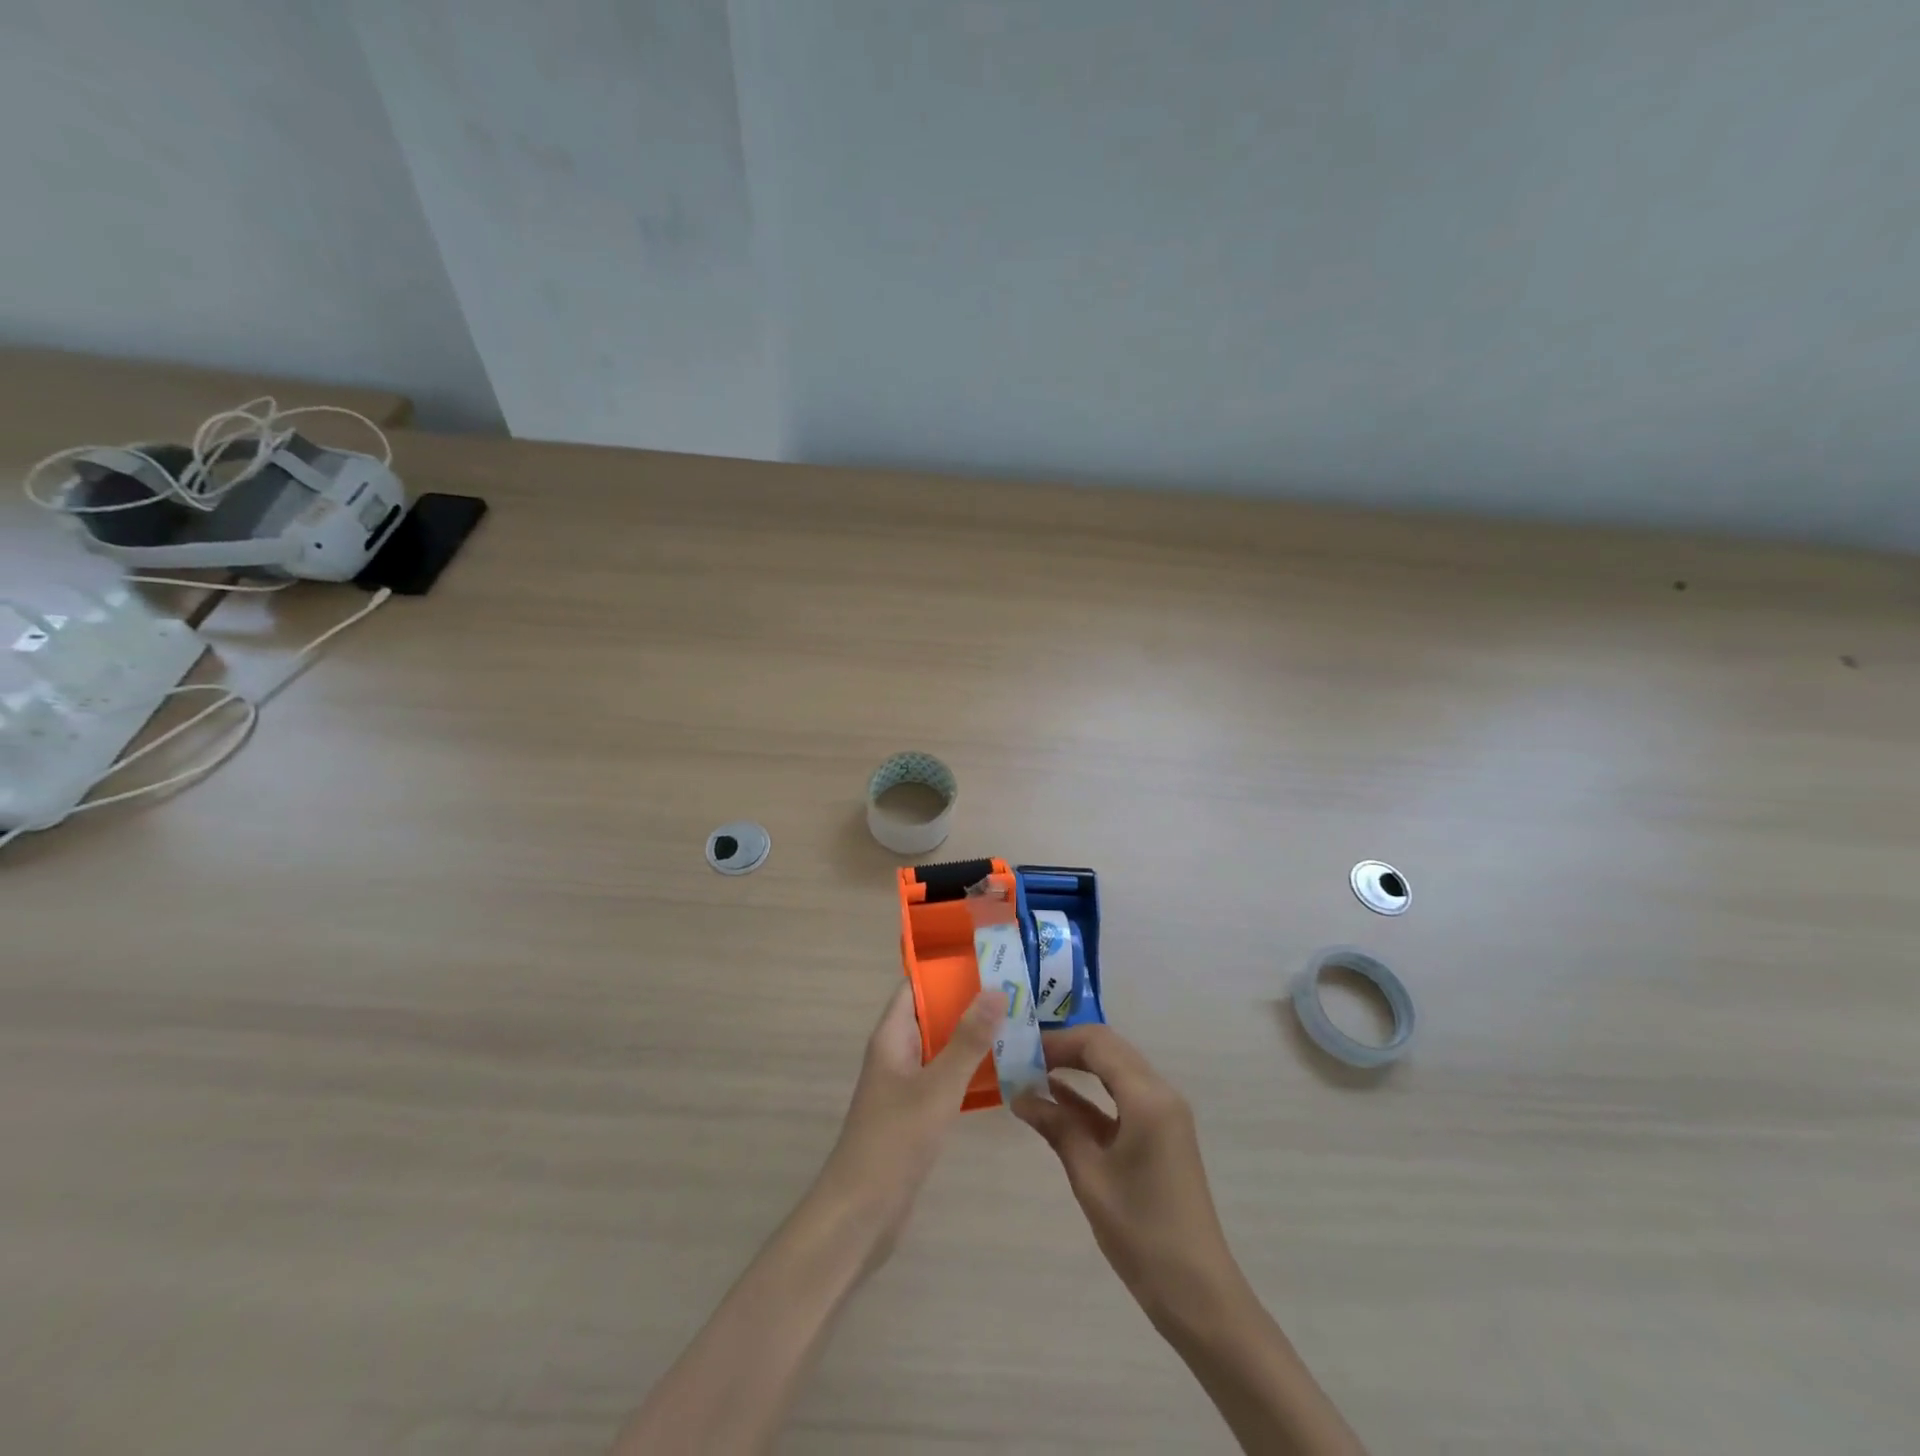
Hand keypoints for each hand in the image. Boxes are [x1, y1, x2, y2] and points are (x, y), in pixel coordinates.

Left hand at [815, 982, 1005, 1267]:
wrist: (861, 1214)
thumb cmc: (894, 1141)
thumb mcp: (937, 1087)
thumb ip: (967, 1040)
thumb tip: (996, 989)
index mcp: (892, 1037)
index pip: (916, 986)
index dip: (947, 970)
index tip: (988, 958)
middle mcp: (896, 1053)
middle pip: (932, 1014)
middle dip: (969, 1002)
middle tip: (1016, 990)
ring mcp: (905, 1084)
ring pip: (941, 1047)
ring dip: (972, 1036)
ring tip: (1019, 1023)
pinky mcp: (915, 1113)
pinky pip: (945, 1077)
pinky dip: (969, 1068)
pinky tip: (1003, 1070)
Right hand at [1013, 1024, 1244, 1327]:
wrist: (1196, 1292)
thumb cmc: (1141, 1231)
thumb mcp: (1090, 1176)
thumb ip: (1058, 1127)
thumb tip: (1020, 1096)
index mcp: (1147, 1097)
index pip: (1098, 1044)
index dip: (1058, 1041)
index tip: (1021, 1049)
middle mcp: (1160, 1094)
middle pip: (1108, 1050)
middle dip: (1066, 1050)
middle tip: (1024, 1058)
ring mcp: (1163, 1114)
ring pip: (1115, 1071)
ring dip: (1078, 1069)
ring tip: (1033, 1073)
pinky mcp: (1161, 1134)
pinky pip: (1122, 1098)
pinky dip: (1091, 1095)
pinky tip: (1057, 1099)